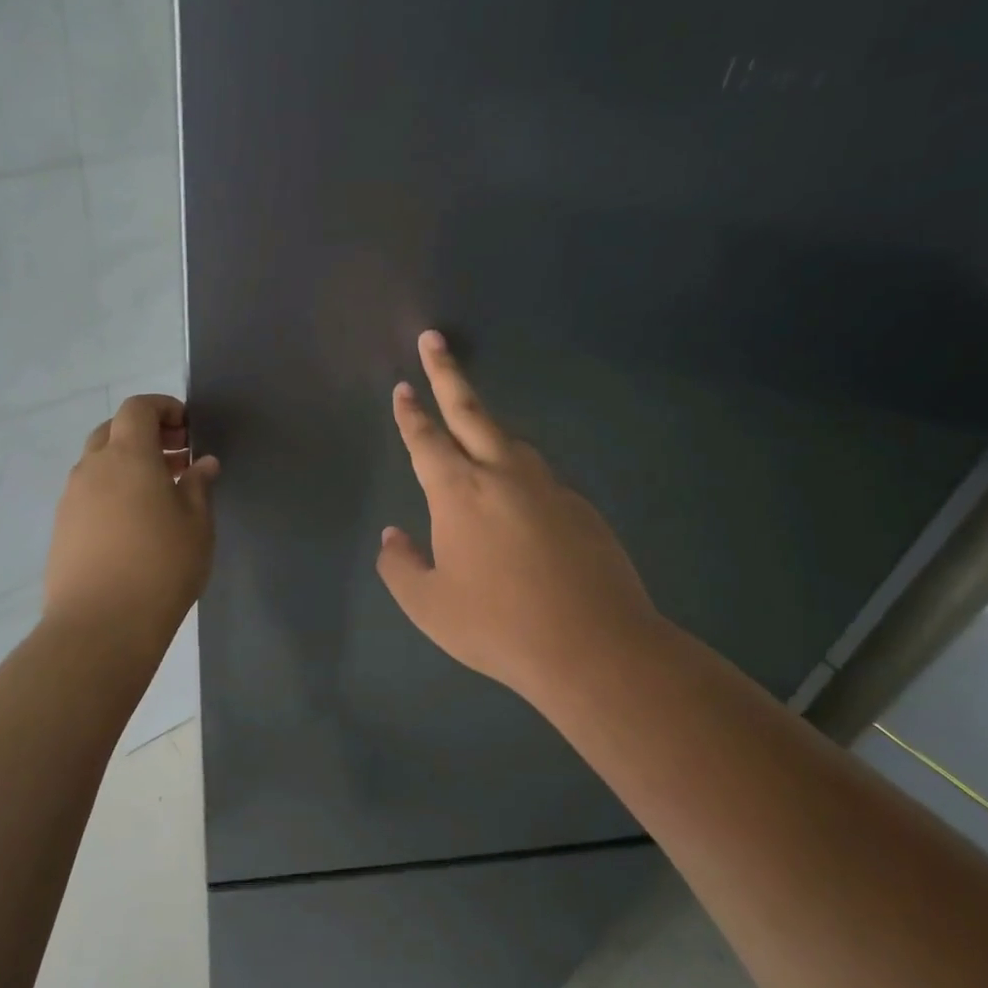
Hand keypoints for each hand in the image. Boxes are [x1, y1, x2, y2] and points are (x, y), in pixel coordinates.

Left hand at [44, 394, 219, 648]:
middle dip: (145, 435)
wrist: (101, 625)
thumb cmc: (161, 566)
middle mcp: (92, 468)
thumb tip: (201, 464)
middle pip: (113, 431)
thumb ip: (198, 486)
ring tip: (160, 494)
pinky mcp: (62, 528)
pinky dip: (112, 491)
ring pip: (98, 463)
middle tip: (177, 459)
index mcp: (128, 455)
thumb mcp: (196, 524)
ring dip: (128, 465)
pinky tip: (134, 524)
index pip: (138, 408)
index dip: (163, 408)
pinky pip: (88, 493)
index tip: (187, 429)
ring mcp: (71, 498)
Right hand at [377, 331, 665, 707]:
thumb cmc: (497, 626)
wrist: (594, 647)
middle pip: (470, 411)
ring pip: (511, 442)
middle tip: (433, 341)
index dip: (410, 413)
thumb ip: (400, 566)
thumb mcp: (429, 605)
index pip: (426, 440)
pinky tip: (518, 506)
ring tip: (472, 428)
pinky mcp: (580, 508)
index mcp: (458, 492)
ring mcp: (547, 487)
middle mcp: (502, 475)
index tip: (403, 387)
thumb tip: (393, 536)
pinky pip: (539, 479)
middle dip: (446, 373)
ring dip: (487, 426)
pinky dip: (520, 475)